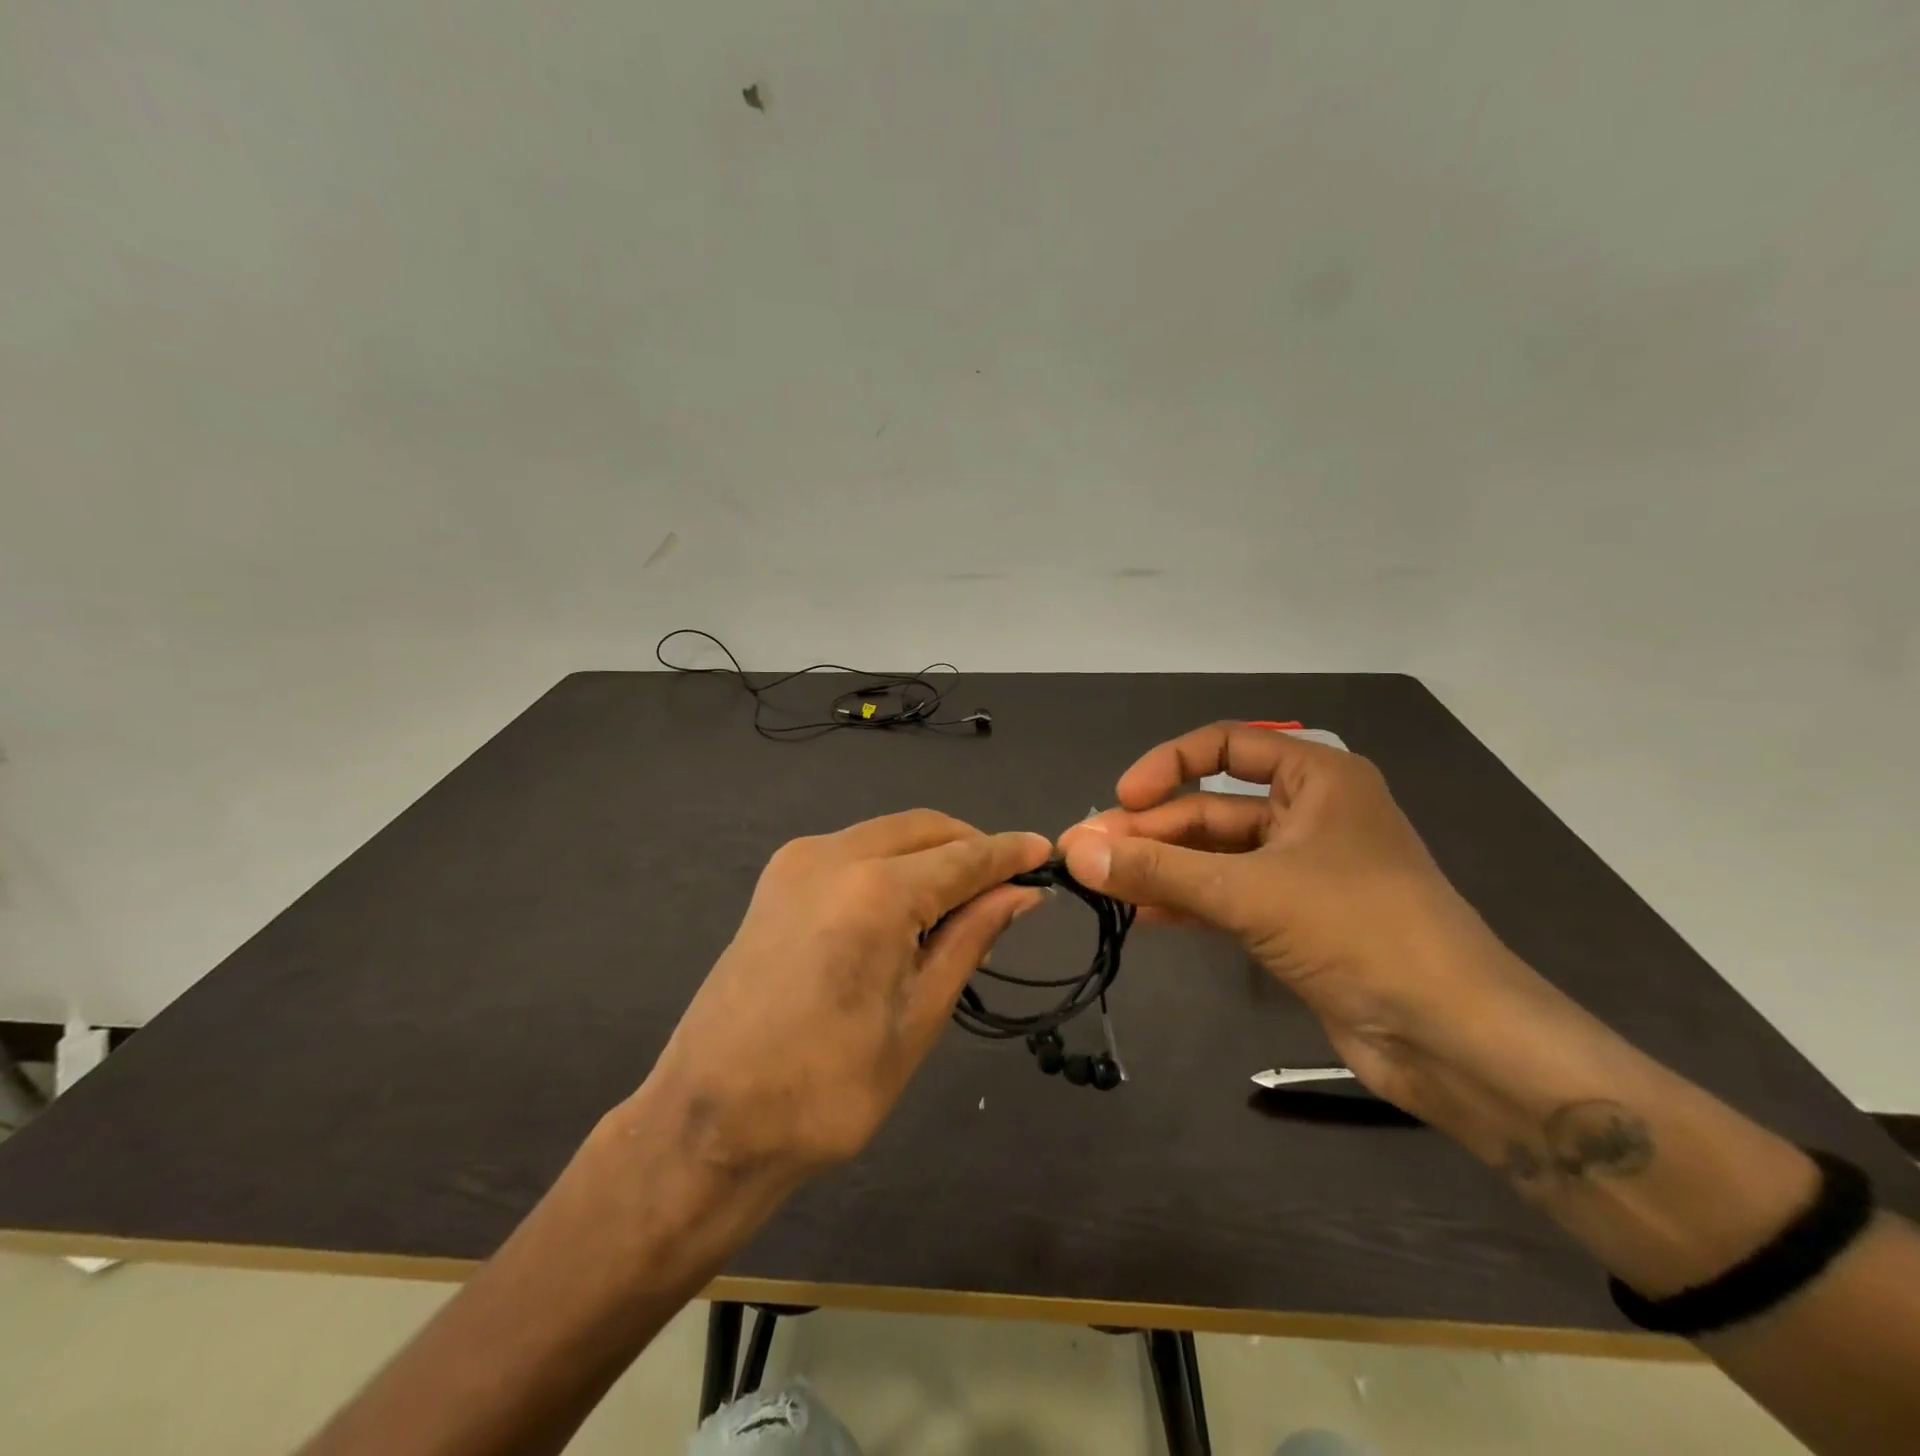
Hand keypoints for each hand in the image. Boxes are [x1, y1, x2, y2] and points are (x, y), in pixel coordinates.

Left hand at [644, 811, 1050, 1186]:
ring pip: (888, 834)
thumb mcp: (918, 1018)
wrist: (708, 1122)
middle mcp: (832, 855)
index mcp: (874, 891)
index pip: (963, 857)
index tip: (1049, 853)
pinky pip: (854, 849)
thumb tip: (1020, 895)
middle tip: (1009, 885)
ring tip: (964, 900)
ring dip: (932, 854)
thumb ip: (970, 939)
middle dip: (971, 847)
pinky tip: (909, 904)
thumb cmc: (826, 1090)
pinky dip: (893, 863)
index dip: (1009, 854)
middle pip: (924, 828)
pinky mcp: (777, 879)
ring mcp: (796, 862)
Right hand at [1057, 722, 1542, 1112]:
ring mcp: (1301, 871)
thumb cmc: (1358, 930)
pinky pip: (1226, 897)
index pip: (1224, 747)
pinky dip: (1184, 903)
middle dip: (1149, 831)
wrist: (1452, 1037)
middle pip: (1210, 809)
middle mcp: (1308, 815)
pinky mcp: (1295, 921)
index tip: (1121, 798)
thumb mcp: (1248, 891)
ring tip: (1099, 885)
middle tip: (1085, 854)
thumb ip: (1158, 870)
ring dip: (1159, 869)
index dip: (1166, 765)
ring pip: (1213, 857)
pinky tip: (1139, 915)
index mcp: (1316, 779)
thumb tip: (1074, 852)